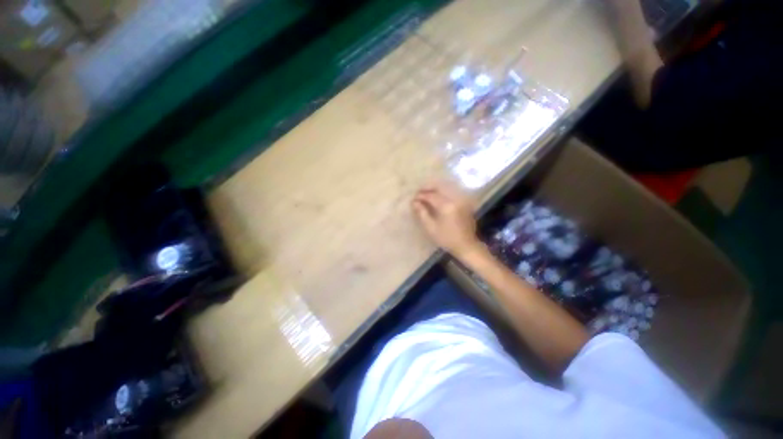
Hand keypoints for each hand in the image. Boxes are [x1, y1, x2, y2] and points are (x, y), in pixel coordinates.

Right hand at [411, 181, 481, 259]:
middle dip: (428, 188)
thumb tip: (414, 202)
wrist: (466, 245)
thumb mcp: (431, 228)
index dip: (421, 196)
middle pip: (439, 188)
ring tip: (426, 194)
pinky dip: (443, 194)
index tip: (413, 199)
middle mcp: (455, 199)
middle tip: (419, 192)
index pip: (430, 196)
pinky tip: (437, 199)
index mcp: (446, 206)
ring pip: (446, 189)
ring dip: (435, 190)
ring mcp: (461, 200)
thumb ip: (422, 213)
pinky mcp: (464, 203)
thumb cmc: (446, 239)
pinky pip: (451, 194)